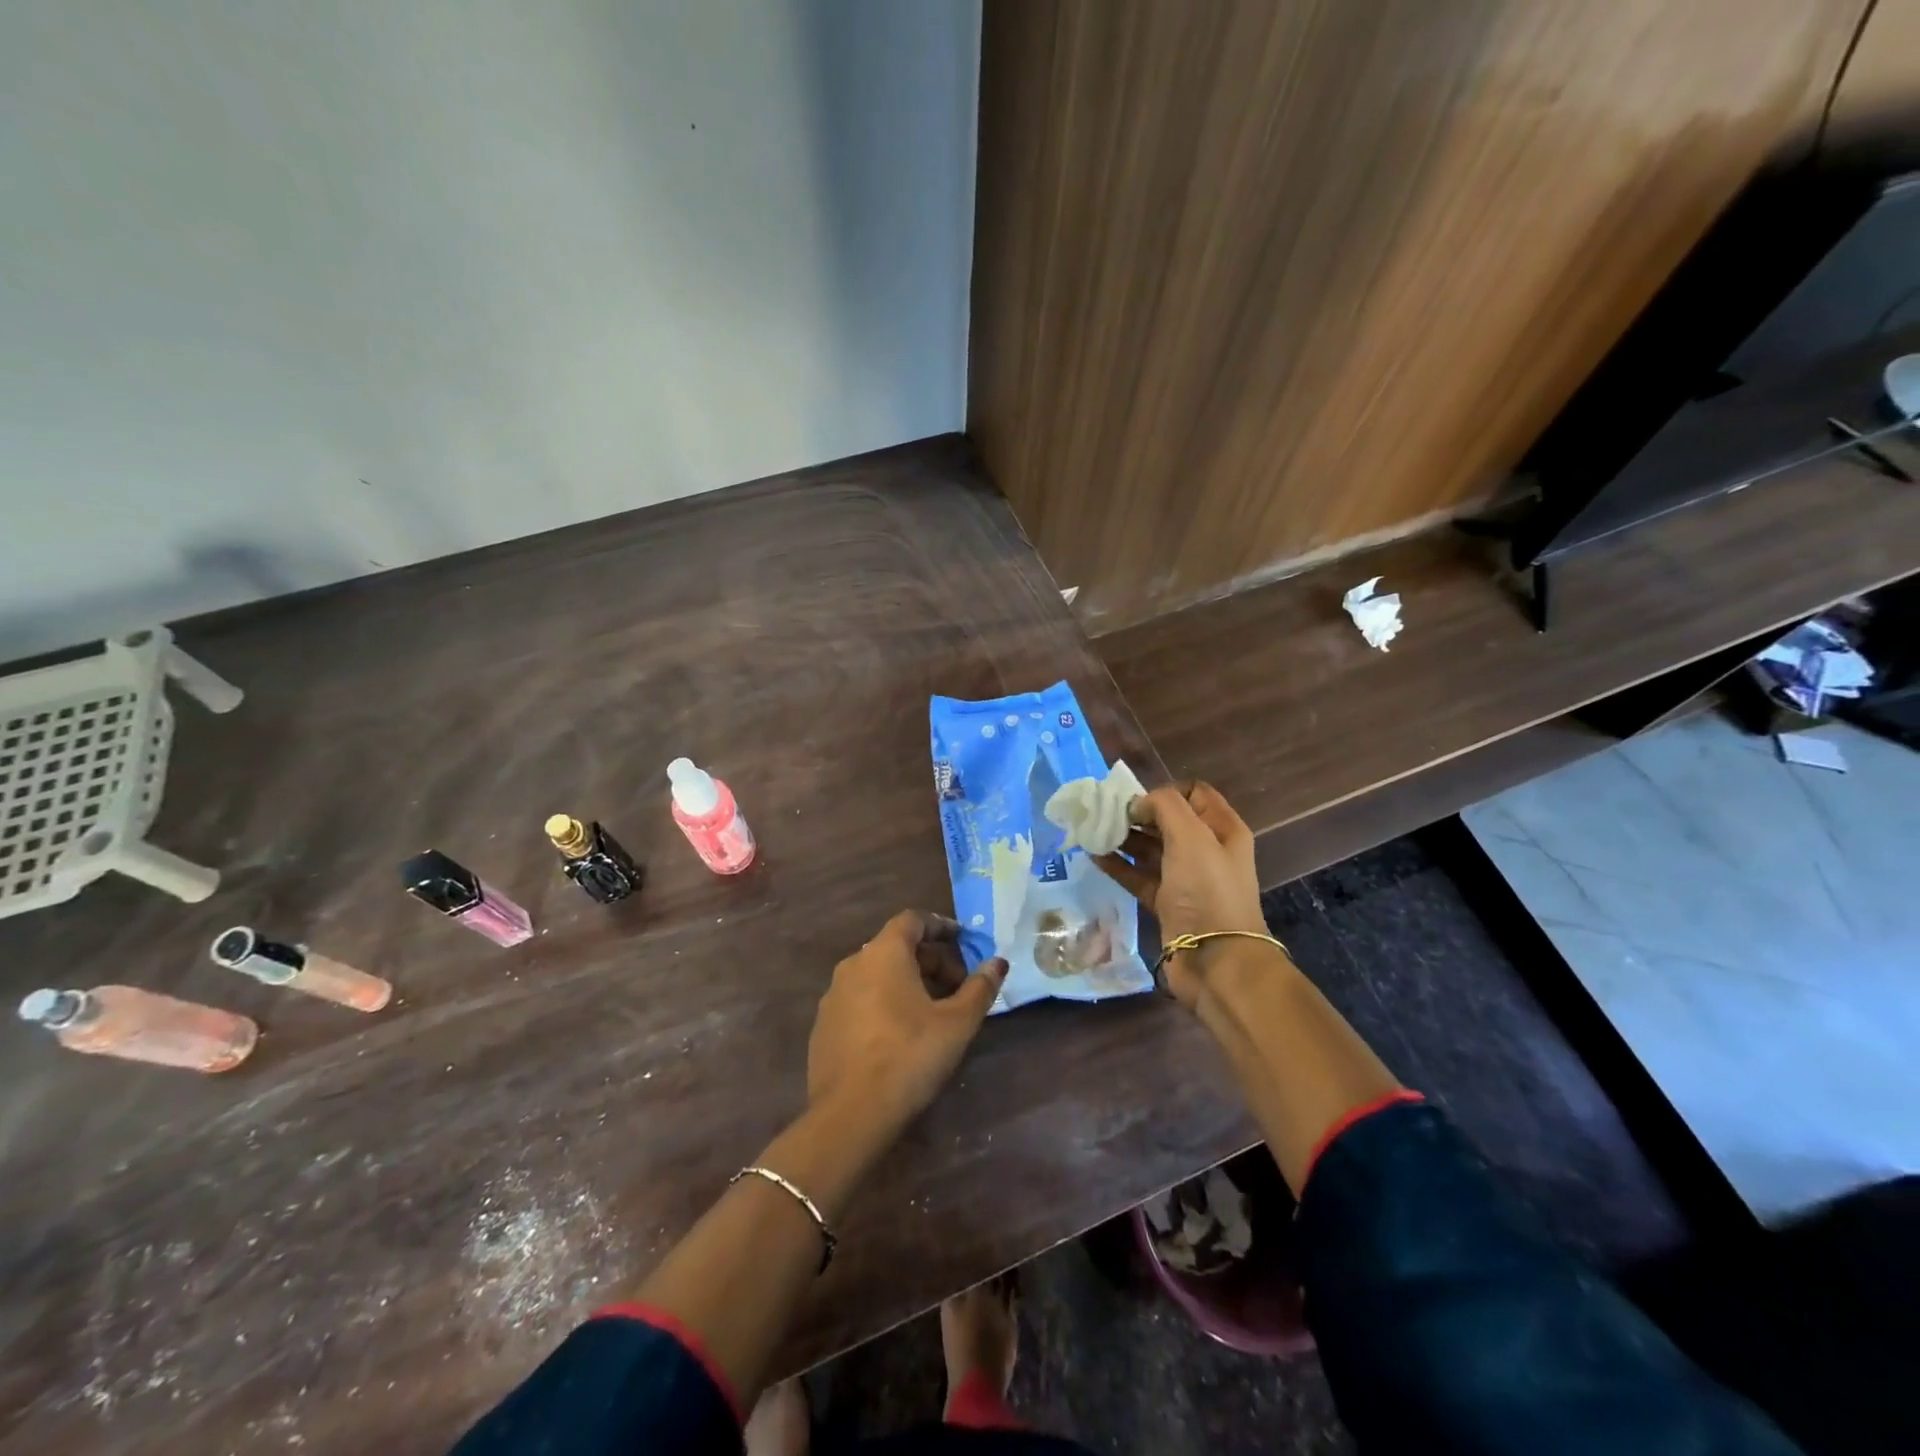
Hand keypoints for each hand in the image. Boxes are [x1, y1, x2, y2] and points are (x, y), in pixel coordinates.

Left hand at [807, 911, 1007, 1132]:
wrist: (850, 1114)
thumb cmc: (910, 1056)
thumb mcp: (957, 1023)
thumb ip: (980, 988)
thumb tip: (998, 962)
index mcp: (884, 953)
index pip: (913, 920)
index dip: (941, 926)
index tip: (963, 941)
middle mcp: (853, 964)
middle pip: (896, 947)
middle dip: (931, 960)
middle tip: (958, 988)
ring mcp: (833, 995)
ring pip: (877, 974)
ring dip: (908, 982)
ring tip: (934, 1012)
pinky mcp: (824, 1025)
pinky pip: (860, 999)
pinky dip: (884, 1003)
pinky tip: (900, 1034)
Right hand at [1093, 782, 1267, 1007]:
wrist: (1215, 960)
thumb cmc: (1207, 890)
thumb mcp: (1191, 837)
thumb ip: (1164, 806)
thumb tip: (1138, 804)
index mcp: (1222, 829)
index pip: (1193, 793)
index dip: (1164, 791)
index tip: (1136, 799)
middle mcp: (1206, 850)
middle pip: (1168, 820)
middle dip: (1137, 814)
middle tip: (1104, 813)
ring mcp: (1186, 878)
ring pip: (1150, 848)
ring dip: (1123, 838)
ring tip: (1093, 831)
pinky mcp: (1167, 903)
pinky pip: (1139, 876)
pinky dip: (1118, 865)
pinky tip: (1094, 856)